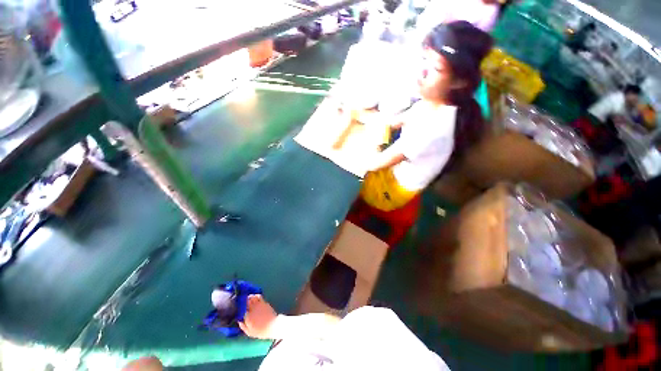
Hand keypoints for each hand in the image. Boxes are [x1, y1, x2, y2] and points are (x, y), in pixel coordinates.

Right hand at [239, 295, 277, 338]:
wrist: (272, 326)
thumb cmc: (260, 331)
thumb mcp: (249, 332)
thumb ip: (243, 326)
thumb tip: (239, 320)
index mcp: (247, 317)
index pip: (241, 309)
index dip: (238, 307)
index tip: (237, 307)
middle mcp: (252, 309)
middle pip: (245, 301)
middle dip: (242, 300)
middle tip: (241, 301)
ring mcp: (259, 304)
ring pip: (251, 297)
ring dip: (248, 297)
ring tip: (246, 298)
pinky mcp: (264, 302)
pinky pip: (258, 296)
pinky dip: (255, 296)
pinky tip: (254, 297)